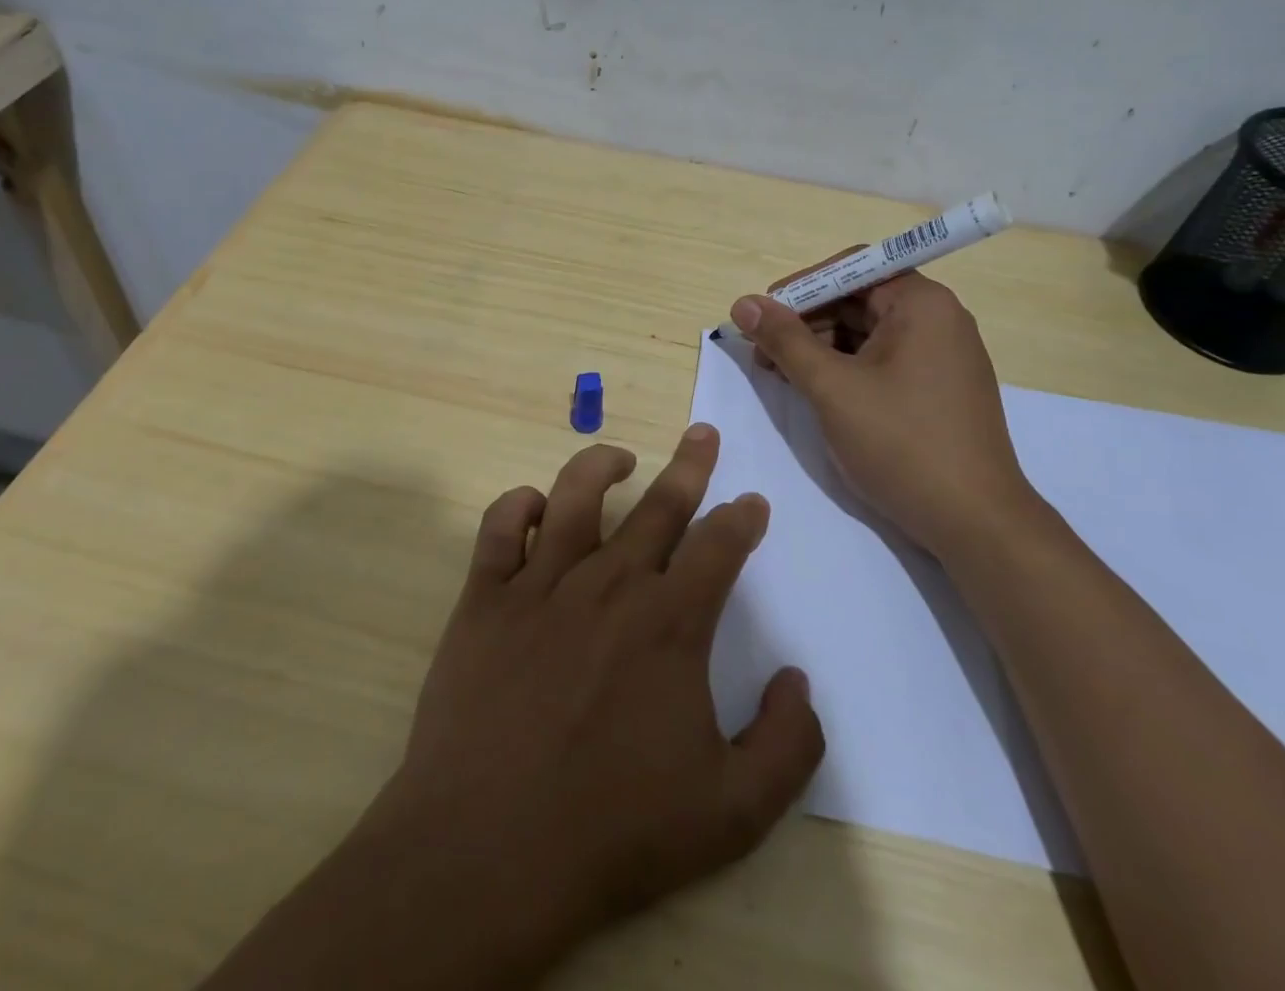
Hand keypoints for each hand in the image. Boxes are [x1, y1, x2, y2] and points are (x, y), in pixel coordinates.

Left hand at [366, 427, 824, 973]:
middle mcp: (609, 585)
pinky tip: (535, 505)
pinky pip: (500, 527)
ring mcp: (541, 585)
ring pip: (576, 495)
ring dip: (602, 464)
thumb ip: (788, 744)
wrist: (489, 851)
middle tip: (702, 433)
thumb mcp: (734, 811)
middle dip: (689, 465)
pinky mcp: (486, 598)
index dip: (741, 519)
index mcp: (669, 623)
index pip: (718, 546)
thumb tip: (798, 679)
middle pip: (659, 505)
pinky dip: (519, 505)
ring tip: (621, 456)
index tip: (752, 502)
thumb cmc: (615, 832)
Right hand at [731, 270, 1035, 555]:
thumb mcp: (832, 388)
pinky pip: (884, 360)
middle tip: (763, 354)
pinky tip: (818, 392)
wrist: (976, 523)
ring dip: (821, 348)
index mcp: (921, 303)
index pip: (851, 269)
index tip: (762, 317)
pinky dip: (847, 369)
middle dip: (806, 322)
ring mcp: (942, 355)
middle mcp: (938, 318)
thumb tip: (743, 303)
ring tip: (783, 377)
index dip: (801, 288)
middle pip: (858, 299)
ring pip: (868, 332)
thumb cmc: (902, 444)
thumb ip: (785, 340)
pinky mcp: (939, 388)